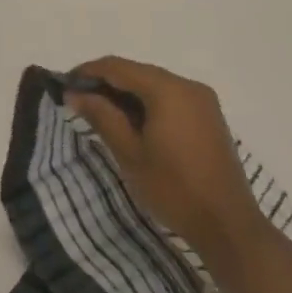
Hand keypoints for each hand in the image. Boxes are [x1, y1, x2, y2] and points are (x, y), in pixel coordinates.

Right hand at [64, 56, 265, 264]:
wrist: (227, 224)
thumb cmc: (173, 189)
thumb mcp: (129, 153)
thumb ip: (102, 116)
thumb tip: (74, 94)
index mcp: (168, 90)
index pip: (118, 67)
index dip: (88, 72)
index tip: (64, 86)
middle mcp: (188, 86)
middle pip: (138, 72)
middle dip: (106, 82)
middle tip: (78, 102)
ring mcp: (203, 100)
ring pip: (154, 84)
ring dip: (126, 94)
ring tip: (100, 113)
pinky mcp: (209, 116)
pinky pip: (170, 98)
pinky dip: (147, 103)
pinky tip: (132, 123)